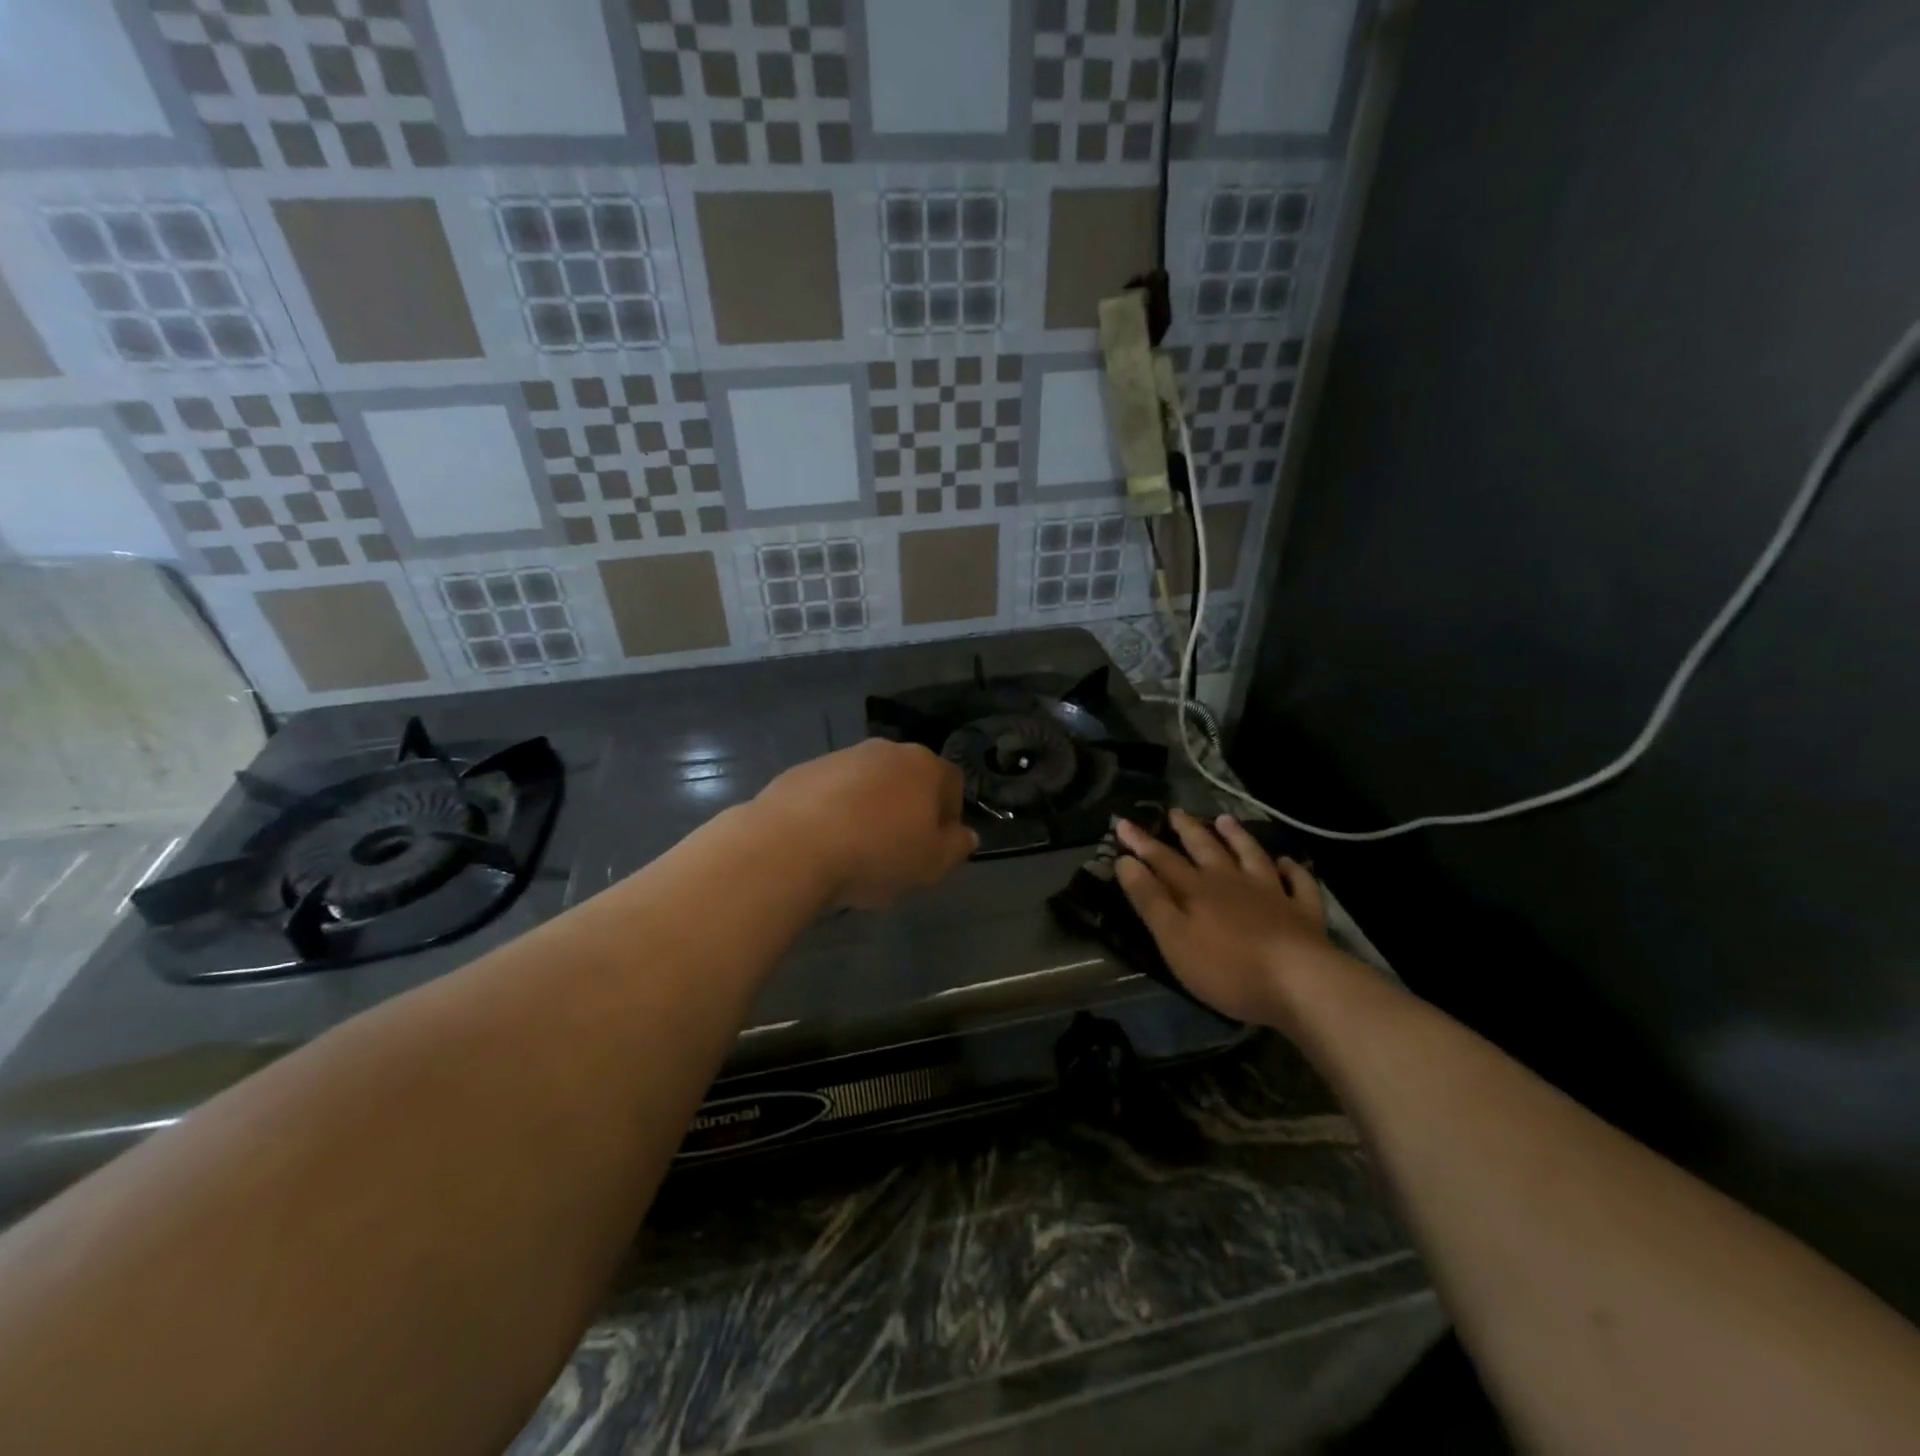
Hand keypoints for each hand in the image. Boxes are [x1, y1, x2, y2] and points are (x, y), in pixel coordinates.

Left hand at [756, 739, 977, 908]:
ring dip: (870, 809)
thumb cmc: (875, 854)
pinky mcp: (804, 770)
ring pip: (869, 784)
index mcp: (924, 766)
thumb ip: (956, 847)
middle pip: (908, 780)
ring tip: (856, 849)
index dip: (948, 818)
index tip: (933, 849)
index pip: (952, 785)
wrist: (791, 845)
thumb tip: (966, 834)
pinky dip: (835, 811)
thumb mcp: (931, 864)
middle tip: (897, 850)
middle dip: (907, 810)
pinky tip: (824, 842)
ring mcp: (842, 756)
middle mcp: (885, 751)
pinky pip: (833, 792)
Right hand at [1115, 810, 1341, 1027]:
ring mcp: (1271, 894)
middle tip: (1175, 812)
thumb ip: (1150, 900)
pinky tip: (1288, 862)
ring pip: (1251, 856)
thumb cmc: (1227, 967)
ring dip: (1237, 837)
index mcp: (1197, 890)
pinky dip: (1293, 870)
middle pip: (1206, 849)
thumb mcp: (1174, 938)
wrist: (1300, 982)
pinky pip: (1298, 884)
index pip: (1162, 860)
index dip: (1141, 842)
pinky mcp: (1303, 913)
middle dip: (1188, 830)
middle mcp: (1232, 882)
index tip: (1123, 822)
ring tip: (1225, 820)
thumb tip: (1125, 861)